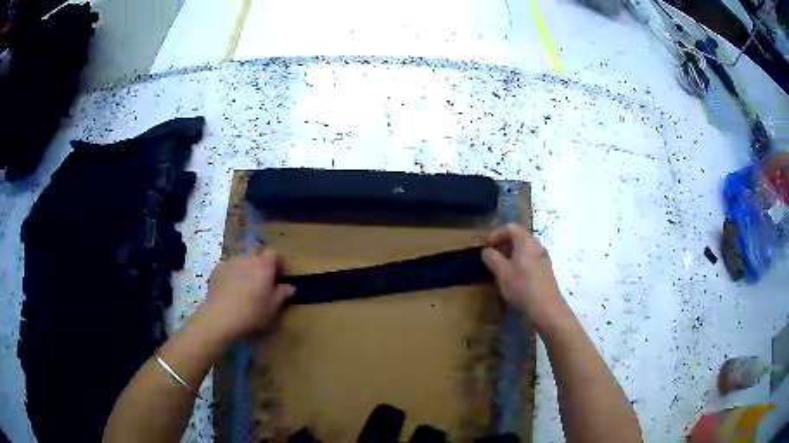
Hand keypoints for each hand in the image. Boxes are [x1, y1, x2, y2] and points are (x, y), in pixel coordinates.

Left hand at [197, 250, 294, 342]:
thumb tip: (290, 286)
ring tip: (246, 284)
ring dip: (246, 268)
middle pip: (257, 253)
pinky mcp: (217, 269)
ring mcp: (230, 262)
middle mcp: (247, 259)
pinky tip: (230, 287)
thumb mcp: (272, 307)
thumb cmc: (251, 312)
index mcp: (264, 266)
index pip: (274, 253)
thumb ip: (282, 294)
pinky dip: (232, 273)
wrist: (220, 317)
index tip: (281, 276)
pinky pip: (228, 266)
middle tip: (263, 281)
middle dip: (261, 264)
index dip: (279, 262)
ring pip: (242, 259)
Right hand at [482, 224, 570, 331]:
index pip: (510, 227)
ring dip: (511, 256)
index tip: (486, 247)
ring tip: (501, 270)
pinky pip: (530, 260)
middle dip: (503, 245)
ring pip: (524, 250)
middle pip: (519, 237)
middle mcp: (536, 246)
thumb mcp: (501, 272)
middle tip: (492, 258)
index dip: (496, 234)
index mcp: (526, 242)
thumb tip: (487, 250)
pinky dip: (519, 264)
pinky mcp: (545, 271)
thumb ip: (492, 258)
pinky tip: (514, 280)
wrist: (547, 308)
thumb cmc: (522, 287)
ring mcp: (543, 259)